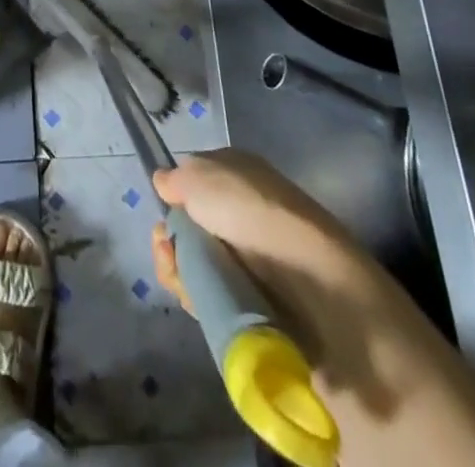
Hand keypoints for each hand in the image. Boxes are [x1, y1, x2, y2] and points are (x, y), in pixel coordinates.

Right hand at [150, 150, 379, 316]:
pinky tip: (198, 300)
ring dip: (180, 272)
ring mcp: (249, 258)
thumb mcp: (201, 176)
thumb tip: (164, 183)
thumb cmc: (251, 212)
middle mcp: (242, 211)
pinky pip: (212, 295)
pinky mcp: (254, 299)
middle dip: (170, 242)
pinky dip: (199, 298)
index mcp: (236, 173)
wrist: (311, 282)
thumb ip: (175, 178)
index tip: (163, 214)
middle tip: (169, 252)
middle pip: (189, 228)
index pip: (192, 184)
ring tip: (185, 281)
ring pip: (196, 263)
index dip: (173, 200)